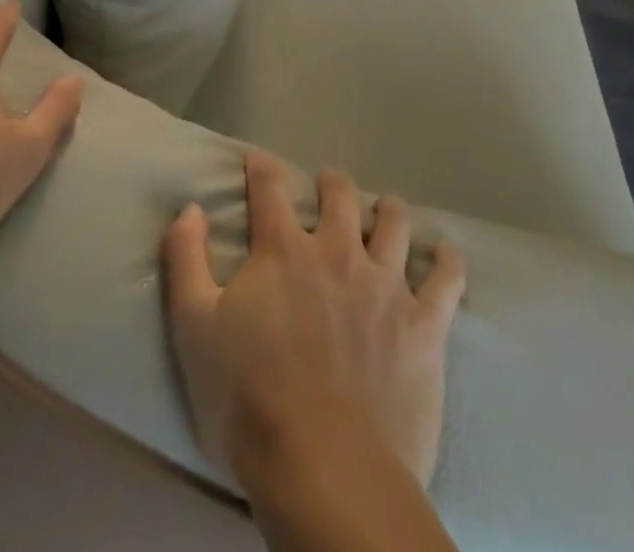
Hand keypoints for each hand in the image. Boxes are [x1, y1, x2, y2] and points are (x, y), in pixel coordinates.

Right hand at [162, 152, 465, 487]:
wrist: (326, 472)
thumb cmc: (249, 400)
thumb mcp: (193, 328)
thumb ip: (186, 259)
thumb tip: (189, 208)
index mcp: (282, 250)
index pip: (269, 188)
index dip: (262, 168)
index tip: (257, 161)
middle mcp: (336, 253)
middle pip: (339, 195)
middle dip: (331, 183)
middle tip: (327, 186)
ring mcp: (385, 286)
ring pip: (393, 224)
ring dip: (386, 210)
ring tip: (384, 210)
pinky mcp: (423, 326)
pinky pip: (445, 280)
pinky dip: (447, 260)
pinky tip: (446, 252)